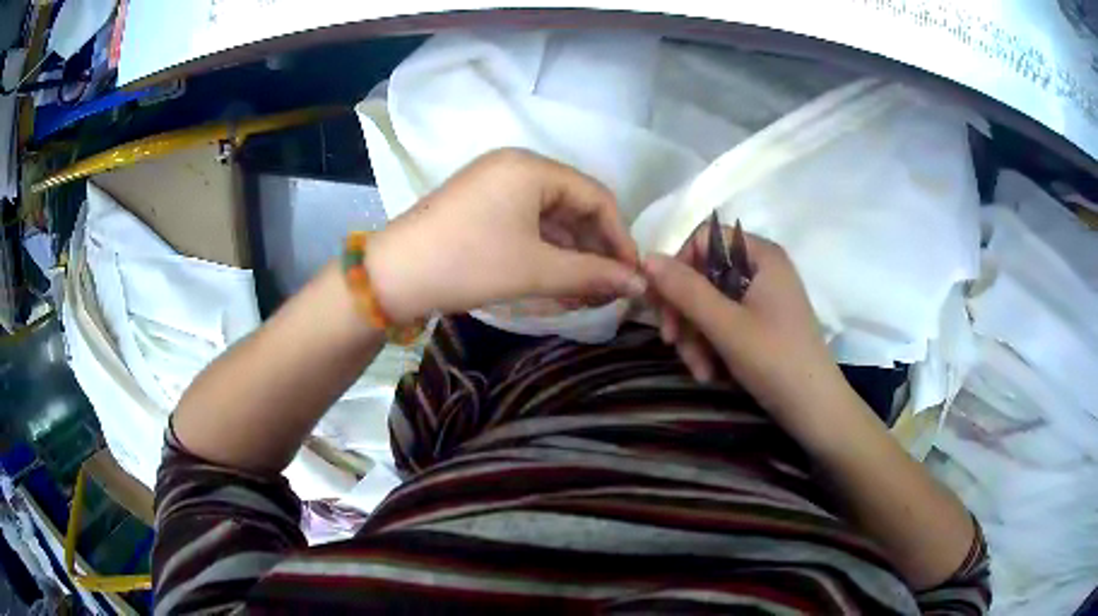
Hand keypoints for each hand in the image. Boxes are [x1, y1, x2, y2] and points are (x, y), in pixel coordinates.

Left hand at [368, 149, 645, 322]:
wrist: (393, 277)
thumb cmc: (468, 264)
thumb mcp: (536, 270)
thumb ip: (593, 274)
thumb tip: (640, 286)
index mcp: (532, 168)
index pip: (596, 197)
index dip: (619, 238)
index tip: (632, 275)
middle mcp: (516, 167)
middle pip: (573, 206)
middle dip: (594, 250)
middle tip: (610, 289)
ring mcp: (495, 185)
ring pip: (550, 219)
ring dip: (571, 255)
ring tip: (588, 294)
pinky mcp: (481, 205)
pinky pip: (526, 224)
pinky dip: (545, 252)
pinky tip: (558, 282)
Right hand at [642, 225, 846, 416]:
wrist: (814, 409)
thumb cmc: (775, 360)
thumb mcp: (726, 325)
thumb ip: (686, 290)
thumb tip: (646, 257)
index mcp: (761, 255)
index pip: (705, 239)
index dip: (679, 266)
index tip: (663, 302)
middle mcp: (762, 269)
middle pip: (705, 275)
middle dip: (685, 313)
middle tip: (672, 343)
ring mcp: (762, 298)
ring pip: (710, 304)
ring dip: (695, 337)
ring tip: (699, 370)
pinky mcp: (761, 324)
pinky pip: (723, 323)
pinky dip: (711, 346)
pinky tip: (710, 373)